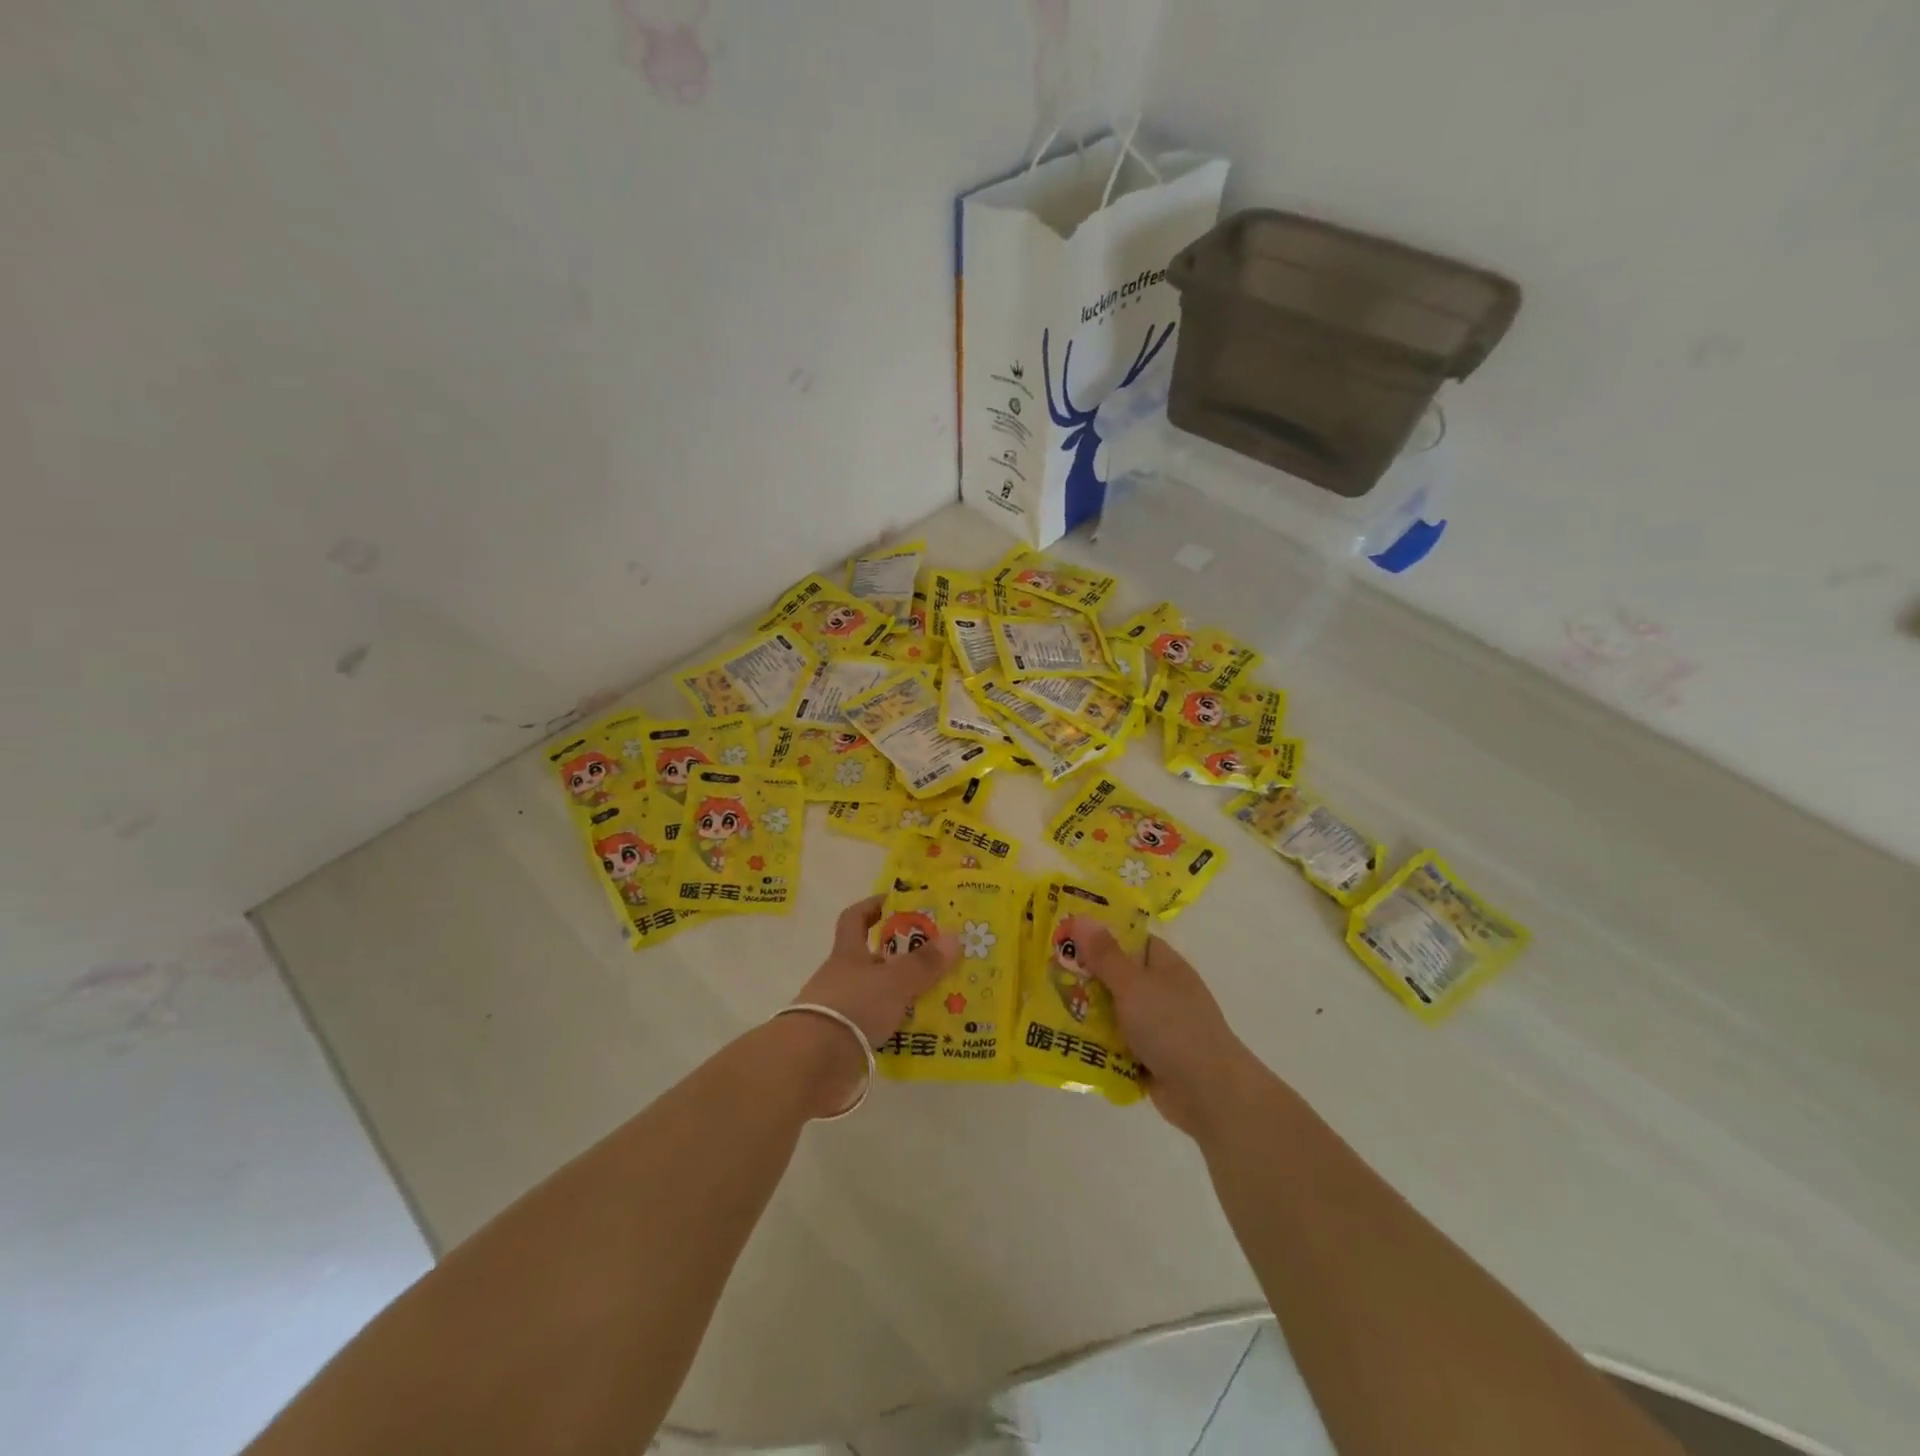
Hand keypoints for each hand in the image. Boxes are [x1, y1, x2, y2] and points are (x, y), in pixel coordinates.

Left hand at [786, 895, 957, 1114]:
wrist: (813, 1063)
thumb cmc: (853, 1006)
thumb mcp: (895, 981)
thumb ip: (923, 963)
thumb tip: (954, 937)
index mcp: (847, 953)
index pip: (854, 918)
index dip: (872, 906)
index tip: (895, 903)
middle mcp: (840, 977)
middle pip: (870, 959)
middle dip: (899, 957)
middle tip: (934, 958)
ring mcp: (839, 1010)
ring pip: (875, 994)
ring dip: (900, 995)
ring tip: (935, 998)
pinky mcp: (842, 1041)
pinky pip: (874, 1025)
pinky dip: (893, 1025)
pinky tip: (918, 1032)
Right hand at [1064, 917, 1264, 1138]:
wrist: (1209, 1094)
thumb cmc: (1173, 1027)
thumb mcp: (1134, 985)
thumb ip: (1105, 955)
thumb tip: (1081, 918)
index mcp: (1164, 965)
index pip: (1129, 939)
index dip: (1098, 933)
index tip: (1063, 933)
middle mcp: (1160, 991)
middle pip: (1116, 975)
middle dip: (1084, 975)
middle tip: (1043, 970)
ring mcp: (1156, 1025)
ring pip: (1112, 1010)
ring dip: (1086, 1011)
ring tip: (1043, 1004)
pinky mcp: (1148, 1056)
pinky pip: (1115, 1042)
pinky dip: (1095, 1042)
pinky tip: (1064, 1039)